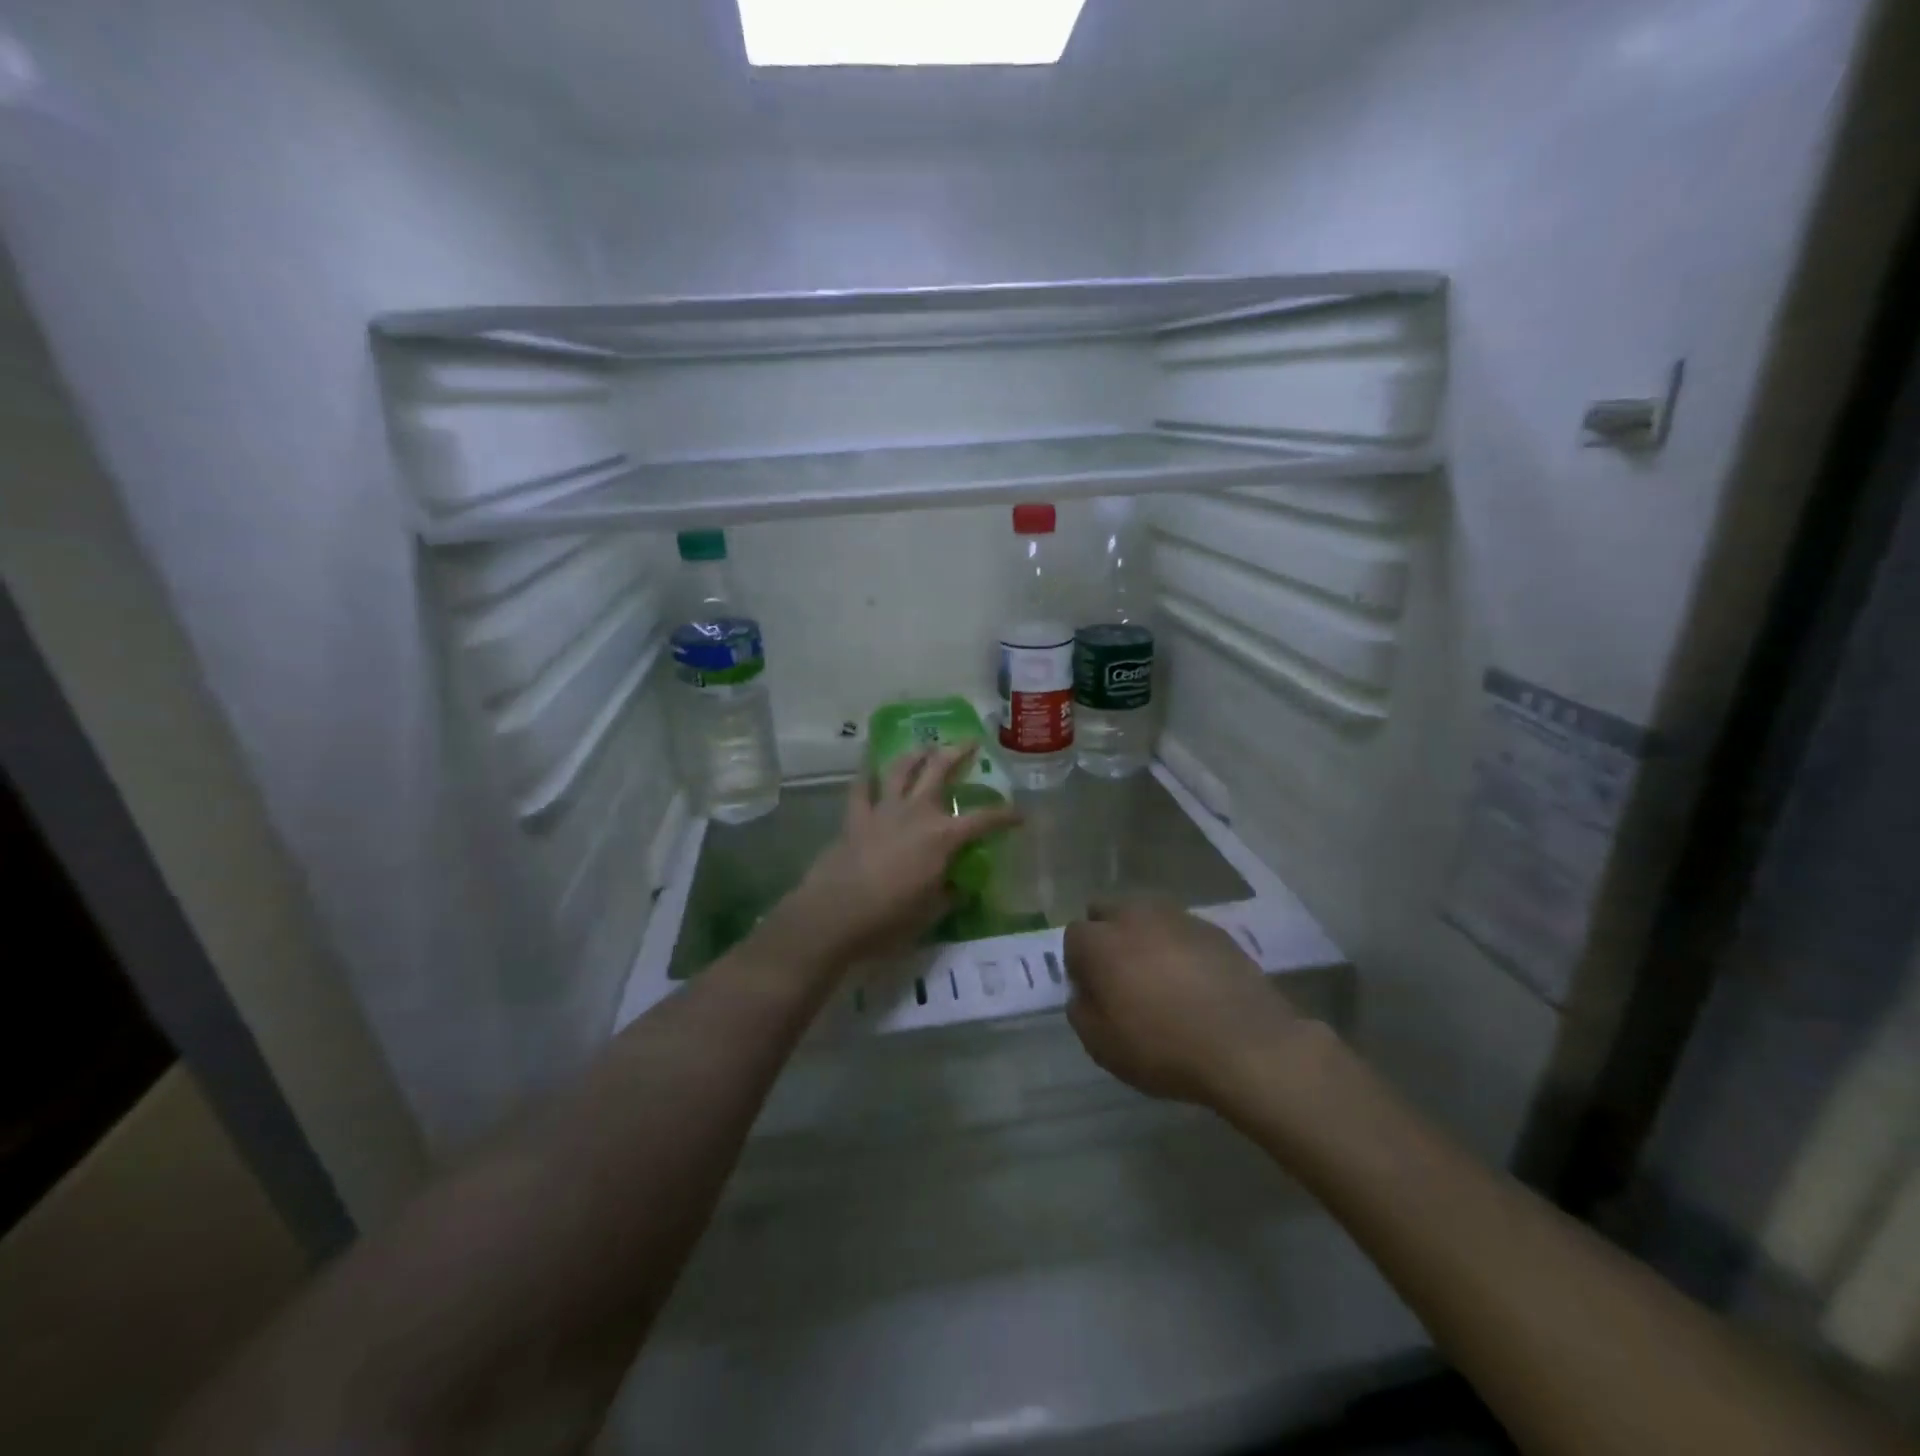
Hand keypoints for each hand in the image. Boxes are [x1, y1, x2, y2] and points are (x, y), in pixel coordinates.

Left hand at [773, 746, 1022, 968]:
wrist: (835, 916)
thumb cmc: (890, 919)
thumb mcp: (932, 912)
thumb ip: (950, 894)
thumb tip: (959, 885)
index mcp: (942, 837)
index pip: (983, 820)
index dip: (1006, 815)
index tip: (1020, 814)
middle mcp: (916, 813)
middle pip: (939, 771)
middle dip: (958, 754)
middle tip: (970, 743)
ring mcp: (882, 811)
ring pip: (901, 769)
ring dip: (916, 754)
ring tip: (926, 746)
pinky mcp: (854, 818)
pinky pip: (861, 787)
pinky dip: (867, 773)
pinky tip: (870, 765)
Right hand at [1064, 899, 1314, 1109]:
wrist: (1248, 1046)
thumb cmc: (1165, 1049)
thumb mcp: (1102, 1046)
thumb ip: (1080, 1011)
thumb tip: (1084, 992)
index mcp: (1101, 942)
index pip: (1074, 936)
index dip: (1078, 964)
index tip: (1093, 992)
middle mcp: (1134, 916)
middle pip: (1106, 910)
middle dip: (1105, 934)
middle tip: (1120, 974)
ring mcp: (1177, 917)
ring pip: (1144, 913)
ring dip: (1142, 935)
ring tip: (1159, 974)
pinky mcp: (1212, 928)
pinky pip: (1181, 928)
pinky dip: (1177, 945)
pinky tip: (1193, 979)